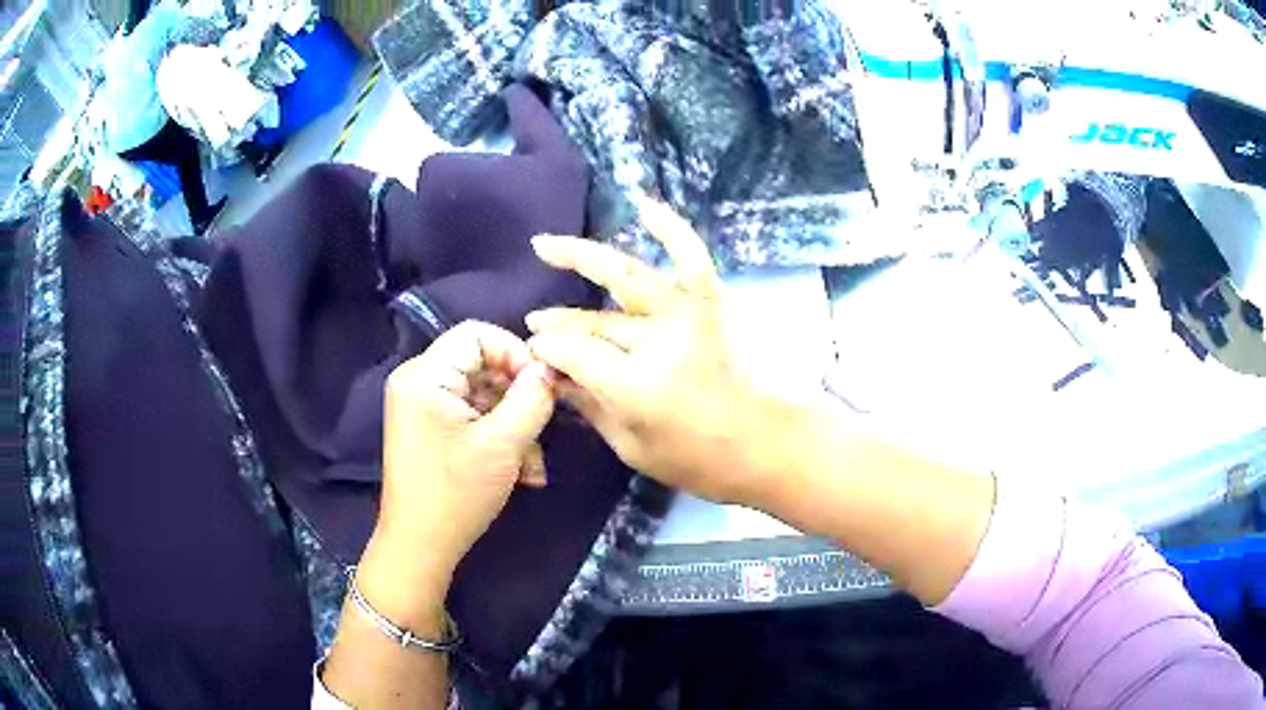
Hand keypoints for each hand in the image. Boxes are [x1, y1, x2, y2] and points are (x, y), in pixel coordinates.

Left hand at [376, 321, 555, 587]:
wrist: (421, 547)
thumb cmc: (457, 494)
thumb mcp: (503, 445)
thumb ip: (532, 399)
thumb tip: (550, 368)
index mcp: (424, 376)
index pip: (476, 334)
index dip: (514, 352)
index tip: (541, 385)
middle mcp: (418, 381)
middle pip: (481, 364)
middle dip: (517, 397)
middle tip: (543, 427)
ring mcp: (423, 406)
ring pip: (482, 394)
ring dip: (514, 424)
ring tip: (533, 465)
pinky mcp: (430, 428)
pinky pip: (472, 415)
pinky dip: (498, 437)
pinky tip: (521, 471)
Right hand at [526, 196, 792, 504]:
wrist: (766, 447)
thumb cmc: (698, 460)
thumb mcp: (632, 448)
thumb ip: (590, 406)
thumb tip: (553, 376)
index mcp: (632, 387)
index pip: (572, 355)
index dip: (548, 352)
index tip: (536, 354)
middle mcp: (656, 344)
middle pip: (593, 320)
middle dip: (557, 317)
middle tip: (531, 315)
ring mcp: (686, 318)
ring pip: (627, 279)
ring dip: (583, 260)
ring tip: (549, 244)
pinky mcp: (711, 307)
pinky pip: (690, 258)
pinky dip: (671, 229)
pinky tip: (646, 205)